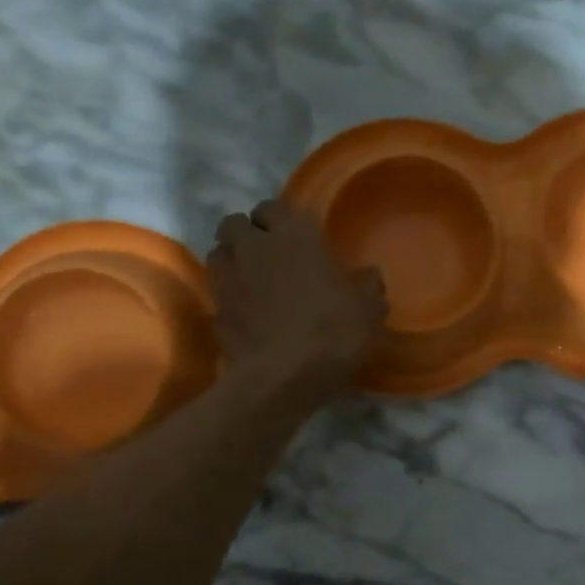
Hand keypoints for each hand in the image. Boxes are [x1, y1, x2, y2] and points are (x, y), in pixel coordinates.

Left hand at [209, 199, 386, 408]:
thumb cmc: (331, 333)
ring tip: (250, 281)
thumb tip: (370, 275)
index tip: (290, 236)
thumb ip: (368, 287)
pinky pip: (217, 292)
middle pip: (234, 224)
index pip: (272, 207)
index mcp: (293, 235)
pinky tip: (245, 313)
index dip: (278, 220)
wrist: (283, 376)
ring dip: (232, 261)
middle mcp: (254, 247)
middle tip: (266, 255)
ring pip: (219, 254)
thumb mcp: (368, 311)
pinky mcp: (215, 310)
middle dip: (246, 234)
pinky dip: (227, 296)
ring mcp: (228, 278)